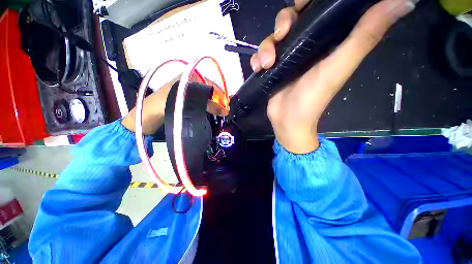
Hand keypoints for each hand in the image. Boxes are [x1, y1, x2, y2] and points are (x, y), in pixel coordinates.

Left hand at [122, 75, 227, 134]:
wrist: (146, 117)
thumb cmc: (163, 105)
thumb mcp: (186, 102)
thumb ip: (207, 105)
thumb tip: (225, 111)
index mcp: (188, 78)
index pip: (210, 83)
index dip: (220, 93)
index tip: (226, 104)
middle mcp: (188, 84)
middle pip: (208, 91)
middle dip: (217, 100)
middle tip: (224, 111)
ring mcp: (186, 93)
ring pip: (204, 98)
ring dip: (212, 105)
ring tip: (220, 113)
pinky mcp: (185, 102)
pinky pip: (199, 104)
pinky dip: (206, 109)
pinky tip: (210, 114)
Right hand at [251, 0, 415, 153]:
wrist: (288, 121)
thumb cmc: (312, 99)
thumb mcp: (339, 67)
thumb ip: (367, 35)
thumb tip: (405, 2)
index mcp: (325, 41)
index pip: (319, 9)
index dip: (310, 1)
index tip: (303, 3)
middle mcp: (305, 46)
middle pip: (291, 20)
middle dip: (283, 21)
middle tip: (280, 35)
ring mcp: (286, 58)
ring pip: (272, 38)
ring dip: (265, 47)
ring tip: (266, 64)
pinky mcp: (272, 69)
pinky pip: (261, 55)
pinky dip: (257, 59)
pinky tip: (258, 68)